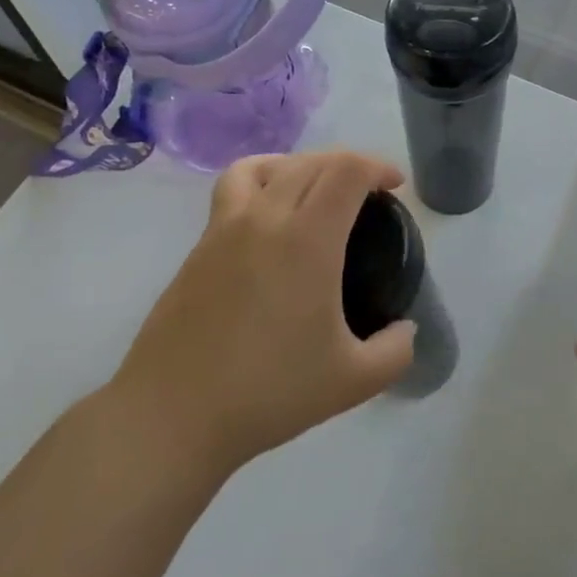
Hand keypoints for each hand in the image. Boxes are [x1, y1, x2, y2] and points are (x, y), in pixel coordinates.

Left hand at [107, 150, 415, 476]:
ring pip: (265, 166)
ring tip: (315, 191)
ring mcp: (224, 228)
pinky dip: (262, 182)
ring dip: (301, 165)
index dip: (378, 166)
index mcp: (307, 240)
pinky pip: (233, 189)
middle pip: (310, 162)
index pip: (346, 171)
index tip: (396, 187)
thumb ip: (395, 351)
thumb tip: (405, 330)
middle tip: (369, 195)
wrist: (172, 414)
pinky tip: (269, 219)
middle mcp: (265, 218)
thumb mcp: (353, 381)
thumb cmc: (269, 392)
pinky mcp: (198, 247)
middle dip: (348, 165)